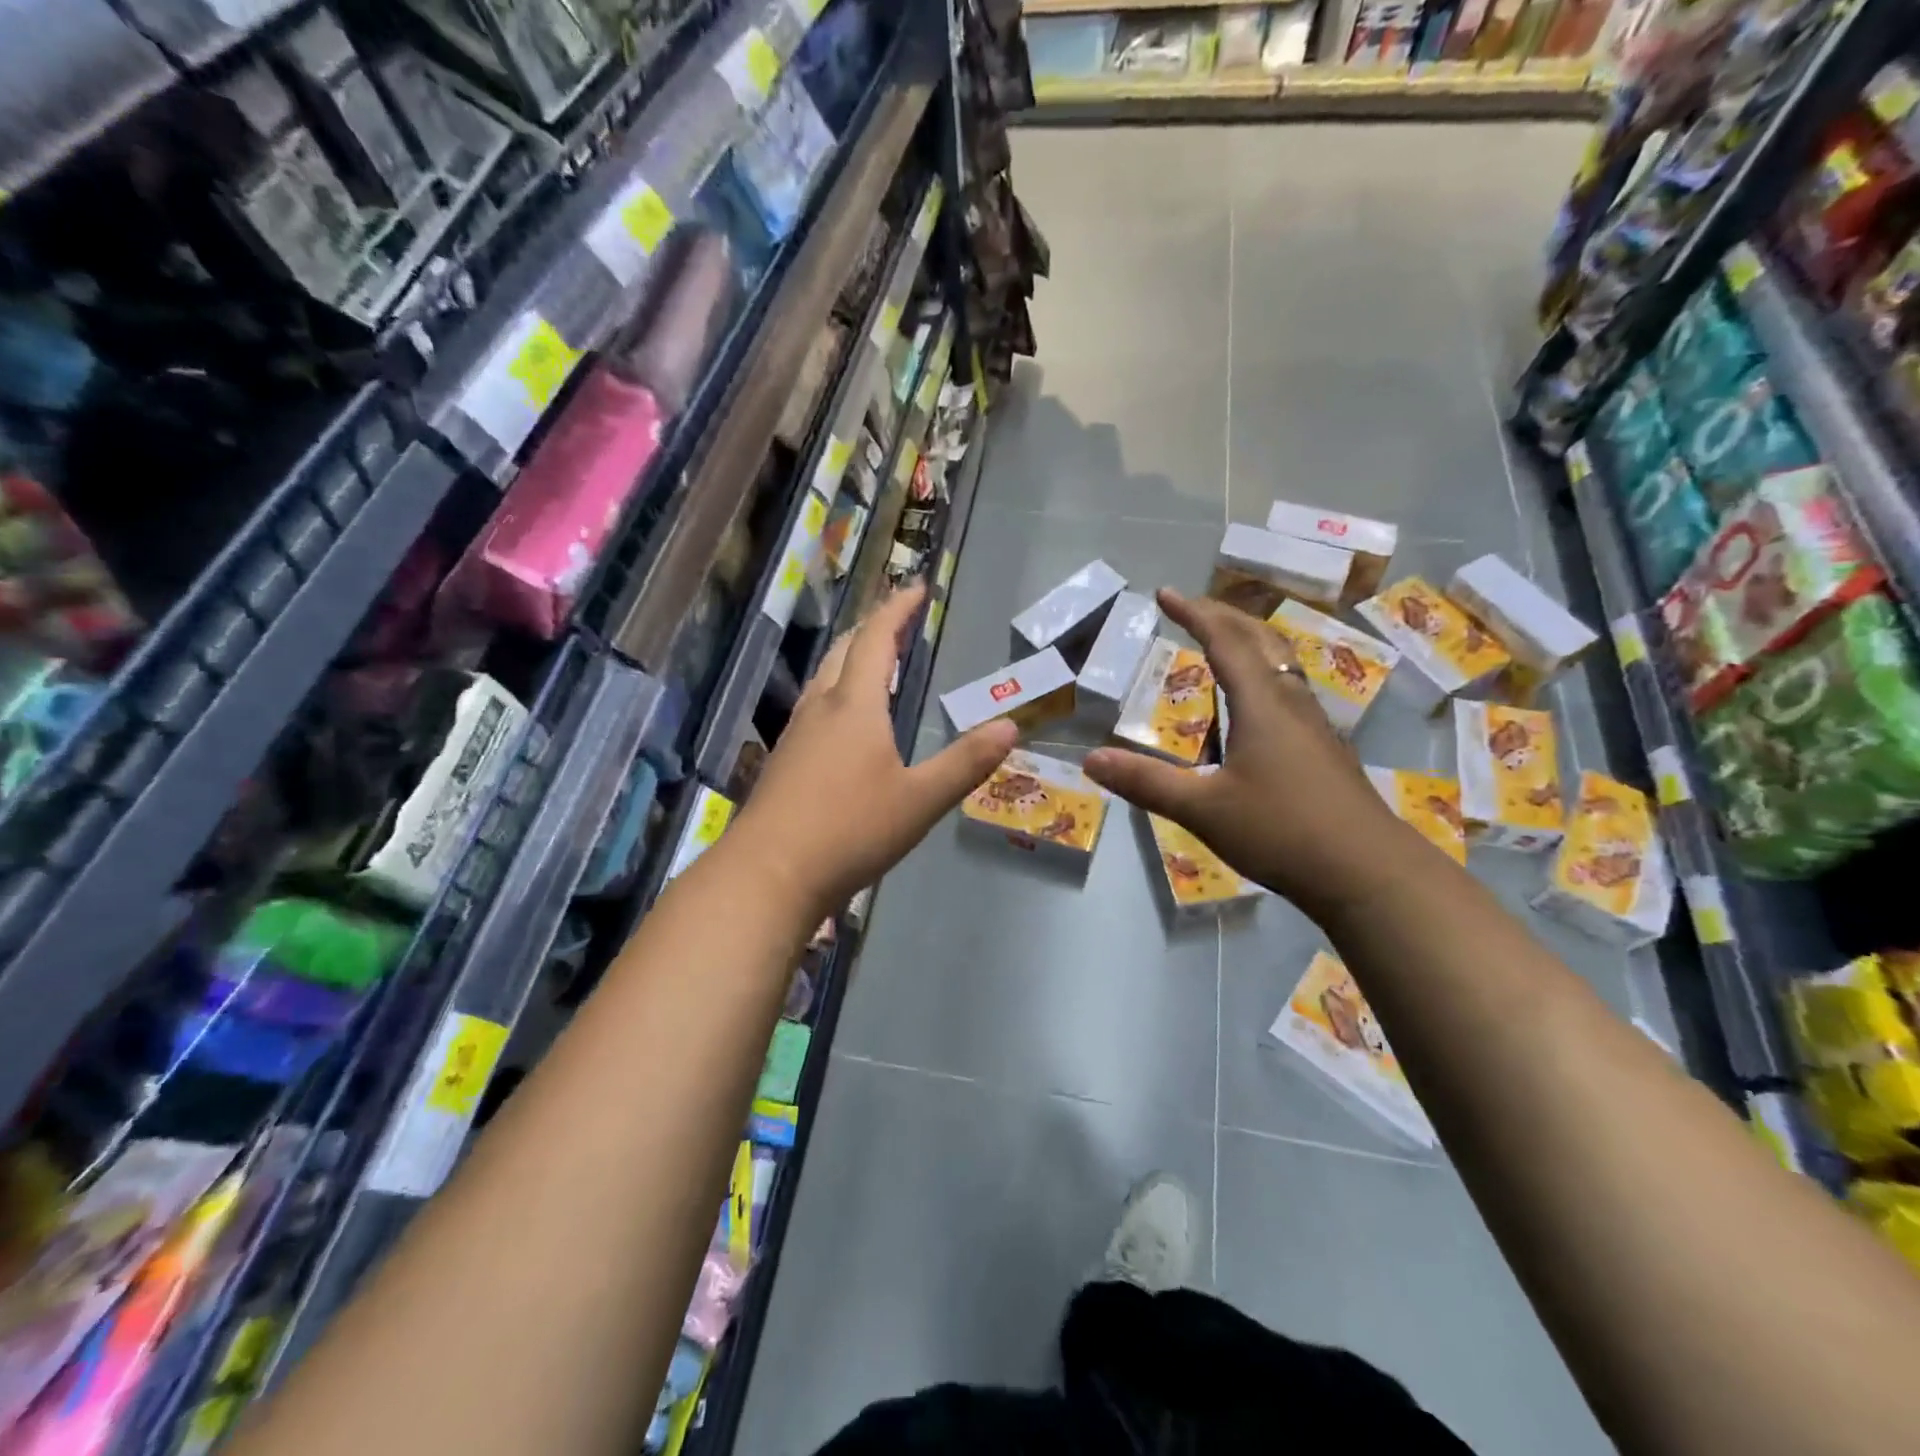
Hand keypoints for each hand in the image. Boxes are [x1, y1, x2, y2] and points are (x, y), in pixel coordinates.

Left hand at [731, 582, 1017, 919]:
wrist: (768, 874)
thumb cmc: (849, 830)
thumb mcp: (920, 800)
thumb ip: (965, 762)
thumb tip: (1009, 726)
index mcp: (855, 706)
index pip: (876, 640)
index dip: (897, 610)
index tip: (917, 588)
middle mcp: (821, 708)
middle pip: (844, 652)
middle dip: (873, 629)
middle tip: (898, 622)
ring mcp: (796, 735)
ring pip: (824, 679)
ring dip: (850, 660)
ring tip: (874, 664)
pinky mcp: (783, 762)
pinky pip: (814, 708)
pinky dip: (837, 693)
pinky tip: (843, 723)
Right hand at [1083, 589, 1415, 920]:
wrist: (1368, 872)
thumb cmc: (1282, 830)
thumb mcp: (1203, 809)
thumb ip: (1146, 782)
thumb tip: (1091, 759)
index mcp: (1262, 703)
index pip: (1225, 640)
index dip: (1194, 613)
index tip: (1165, 594)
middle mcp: (1291, 702)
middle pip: (1261, 640)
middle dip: (1224, 617)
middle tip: (1191, 609)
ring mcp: (1314, 726)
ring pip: (1282, 664)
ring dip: (1249, 643)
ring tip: (1222, 645)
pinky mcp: (1324, 750)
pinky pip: (1289, 691)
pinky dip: (1263, 676)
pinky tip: (1254, 707)